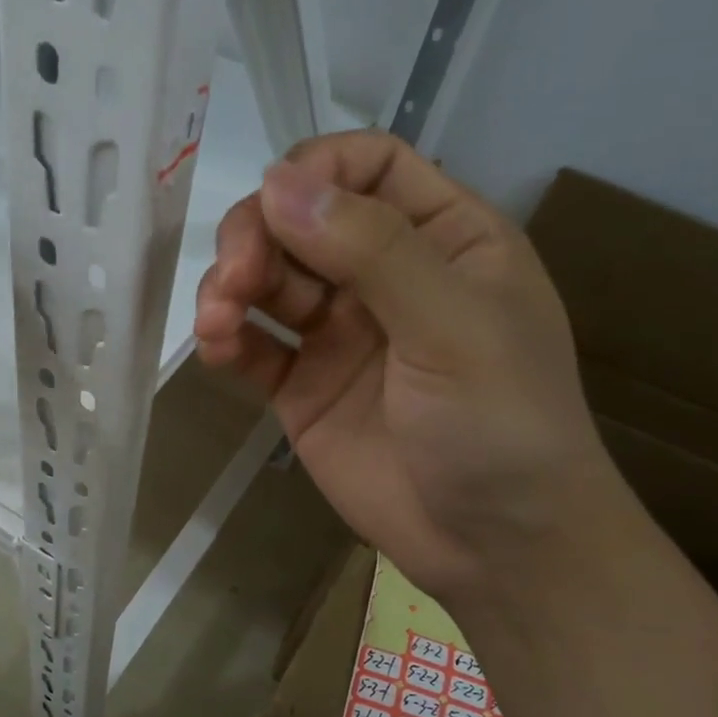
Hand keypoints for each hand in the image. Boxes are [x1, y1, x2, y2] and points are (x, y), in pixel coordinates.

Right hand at [193, 130, 615, 597]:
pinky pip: (253, 346)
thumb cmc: (503, 426)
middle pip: (301, 218)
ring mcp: (339, 333)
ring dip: (230, 287)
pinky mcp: (302, 387)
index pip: (368, 166)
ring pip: (267, 279)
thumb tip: (277, 183)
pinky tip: (214, 349)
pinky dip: (226, 339)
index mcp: (443, 238)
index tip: (272, 205)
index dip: (315, 170)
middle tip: (234, 278)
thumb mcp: (455, 327)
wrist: (497, 549)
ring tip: (216, 323)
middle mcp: (385, 275)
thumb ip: (372, 251)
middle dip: (255, 237)